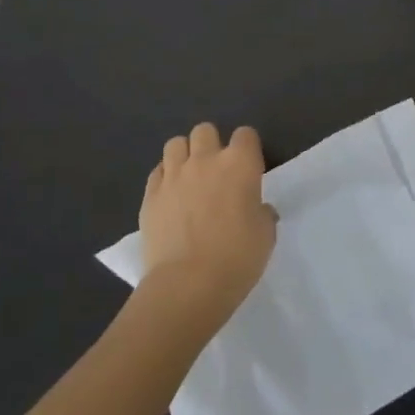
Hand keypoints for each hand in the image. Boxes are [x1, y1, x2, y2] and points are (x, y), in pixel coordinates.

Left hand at [138, 123, 276, 318]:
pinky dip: (165, 177)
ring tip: (189, 177)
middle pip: (205, 130)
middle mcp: (205, 160)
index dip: (247, 148)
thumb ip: (262, 213)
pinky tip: (171, 196)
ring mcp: (174, 175)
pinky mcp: (150, 195)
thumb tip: (258, 209)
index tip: (249, 168)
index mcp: (240, 164)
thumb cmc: (237, 258)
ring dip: (185, 155)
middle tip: (216, 170)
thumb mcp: (265, 235)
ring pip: (176, 144)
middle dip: (211, 144)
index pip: (245, 134)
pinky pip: (157, 171)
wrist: (188, 284)